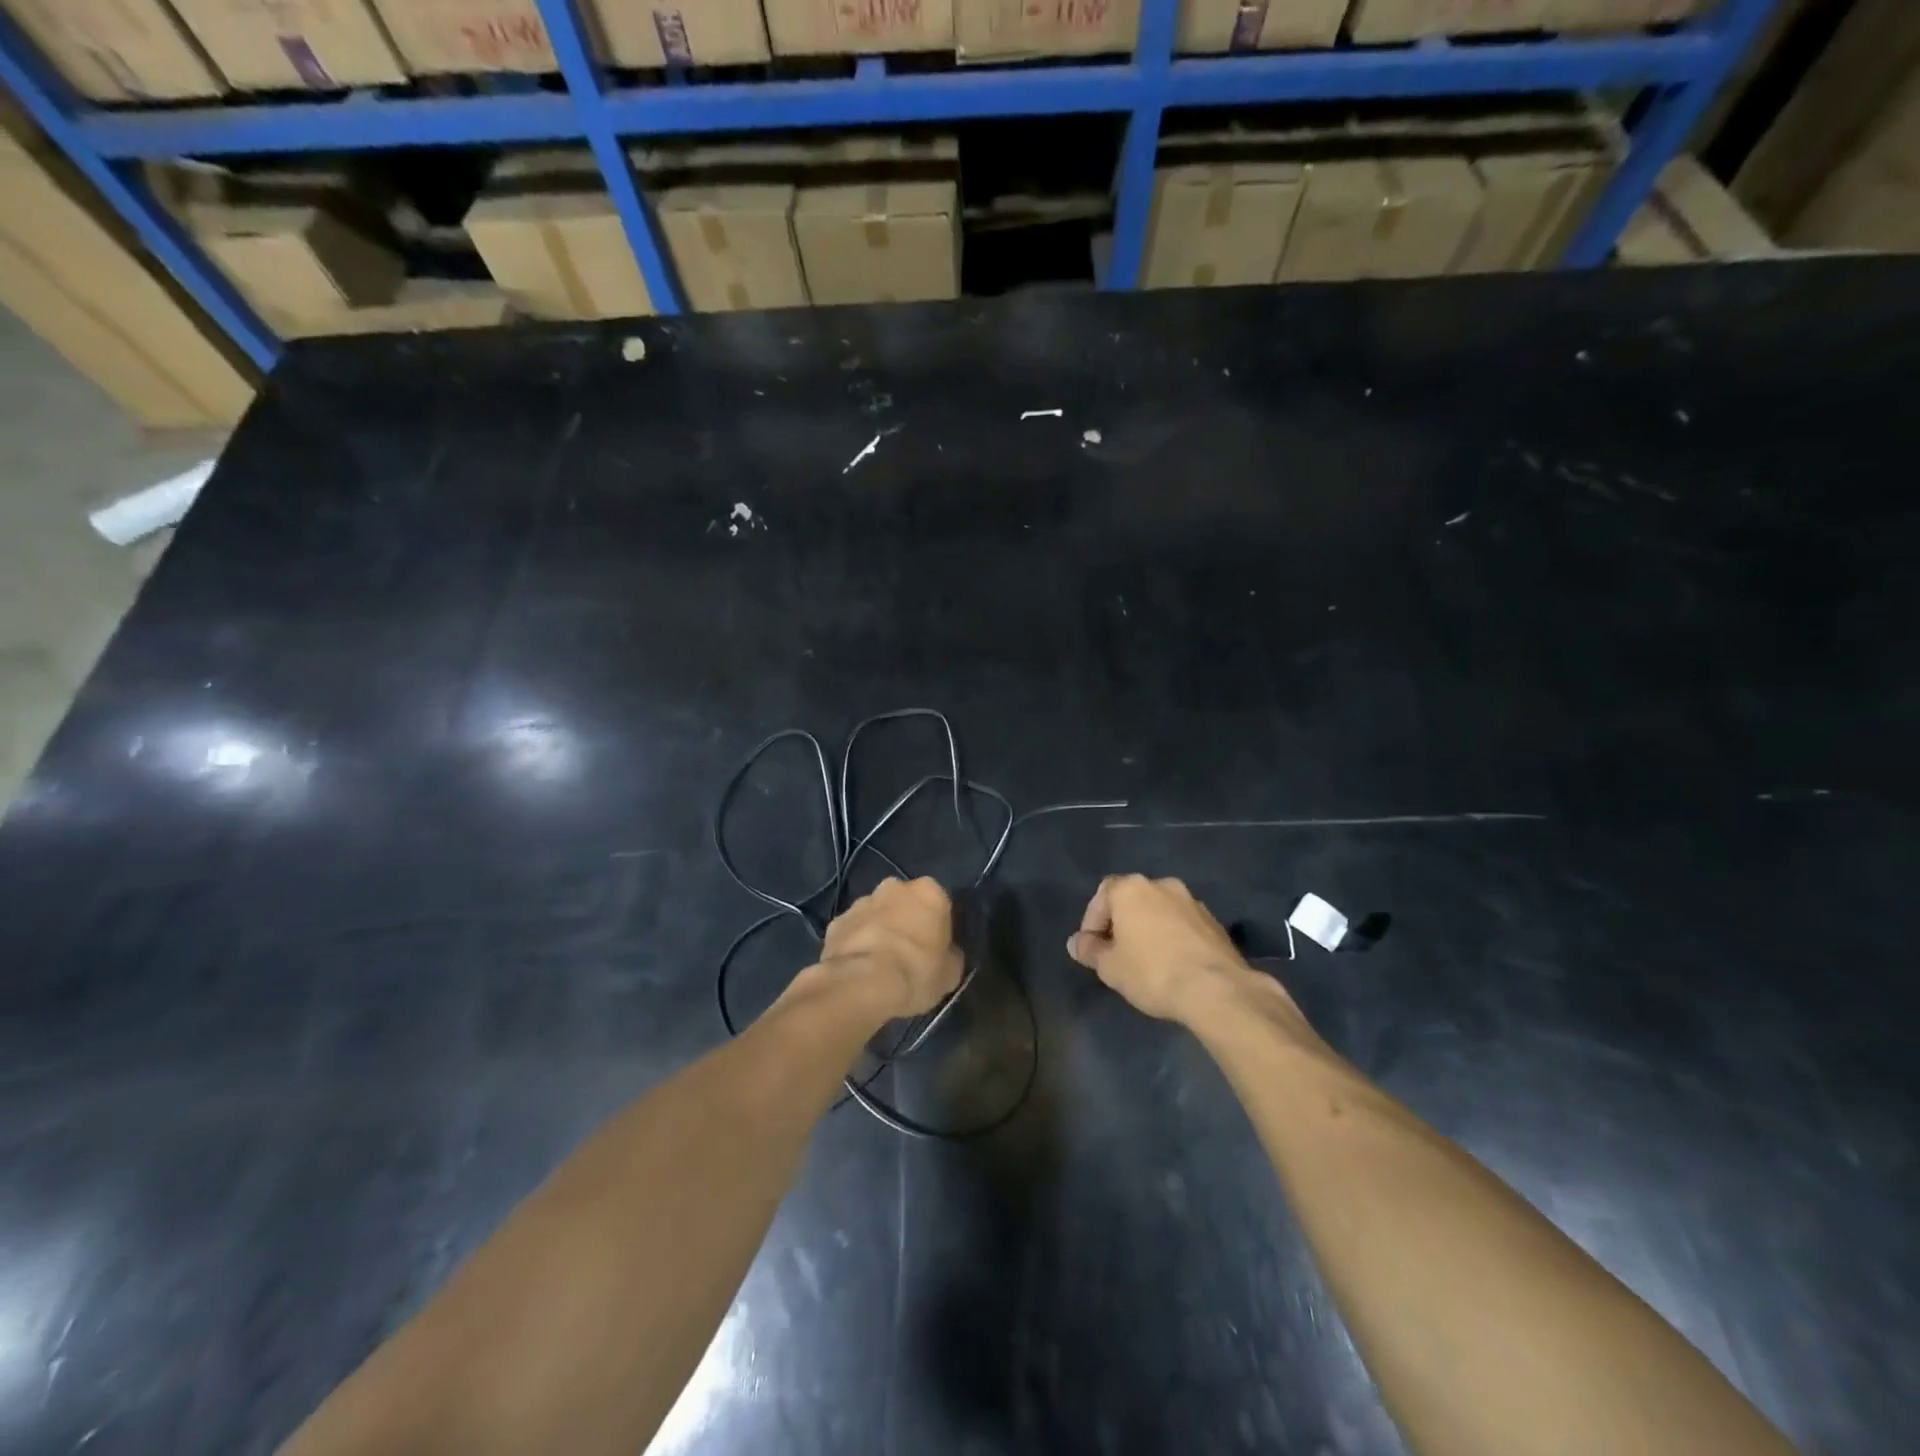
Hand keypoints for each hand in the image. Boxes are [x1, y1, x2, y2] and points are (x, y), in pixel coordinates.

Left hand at [818, 878, 963, 1017]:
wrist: (863, 982)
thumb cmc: (916, 971)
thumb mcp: (950, 973)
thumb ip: (950, 956)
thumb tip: (947, 955)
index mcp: (929, 892)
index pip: (938, 902)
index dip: (937, 925)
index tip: (935, 946)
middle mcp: (894, 887)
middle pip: (904, 902)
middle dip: (905, 919)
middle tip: (908, 951)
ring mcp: (861, 902)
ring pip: (875, 913)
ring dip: (879, 929)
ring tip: (880, 962)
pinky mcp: (836, 921)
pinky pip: (852, 930)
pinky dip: (856, 943)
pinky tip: (858, 967)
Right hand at [1067, 874, 1253, 1022]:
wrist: (1216, 989)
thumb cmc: (1152, 972)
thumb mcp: (1110, 967)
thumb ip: (1090, 951)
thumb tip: (1077, 943)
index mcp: (1132, 888)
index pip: (1102, 895)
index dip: (1092, 921)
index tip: (1092, 948)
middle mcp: (1162, 885)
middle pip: (1132, 899)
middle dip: (1121, 923)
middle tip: (1116, 953)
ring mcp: (1192, 901)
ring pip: (1159, 911)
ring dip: (1149, 929)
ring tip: (1145, 960)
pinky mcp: (1214, 922)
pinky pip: (1182, 924)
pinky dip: (1172, 937)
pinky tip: (1172, 964)